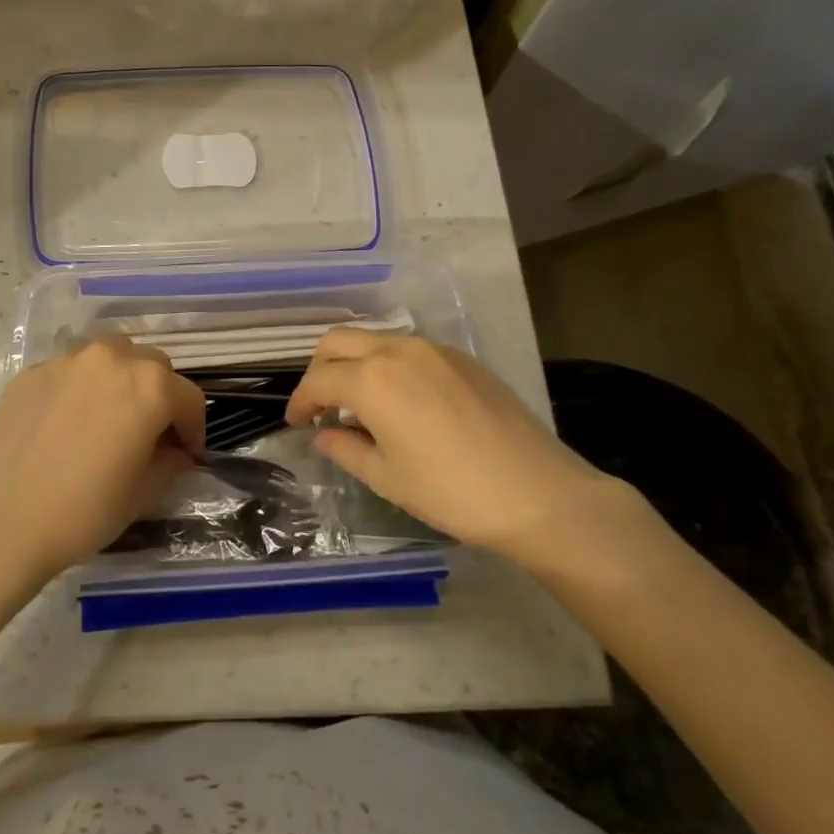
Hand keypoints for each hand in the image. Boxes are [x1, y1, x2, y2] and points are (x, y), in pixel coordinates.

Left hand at [0, 337, 206, 588]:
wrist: (0, 521)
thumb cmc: (84, 511)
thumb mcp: (144, 492)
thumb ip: (171, 460)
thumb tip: (174, 449)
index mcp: (150, 385)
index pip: (190, 398)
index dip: (194, 429)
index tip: (186, 454)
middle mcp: (112, 358)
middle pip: (153, 367)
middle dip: (160, 397)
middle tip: (149, 435)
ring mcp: (68, 360)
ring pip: (111, 357)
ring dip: (122, 381)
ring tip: (110, 418)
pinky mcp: (33, 371)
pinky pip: (73, 371)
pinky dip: (83, 387)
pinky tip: (69, 424)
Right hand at [285, 330, 638, 563]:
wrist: (538, 493)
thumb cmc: (451, 491)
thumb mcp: (387, 477)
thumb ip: (346, 448)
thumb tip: (324, 434)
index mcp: (371, 379)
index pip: (318, 380)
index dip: (299, 402)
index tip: (295, 424)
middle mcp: (397, 350)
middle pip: (338, 342)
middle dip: (320, 370)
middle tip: (321, 406)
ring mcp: (433, 349)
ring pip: (375, 340)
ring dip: (355, 364)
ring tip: (360, 405)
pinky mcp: (462, 358)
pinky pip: (409, 350)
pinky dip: (388, 366)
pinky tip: (402, 401)